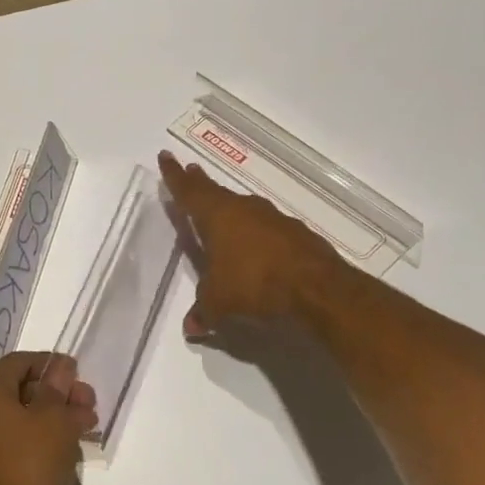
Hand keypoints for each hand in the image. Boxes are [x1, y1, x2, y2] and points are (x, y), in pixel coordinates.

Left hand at [0, 352, 95, 484]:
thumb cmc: (31, 464)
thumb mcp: (54, 420)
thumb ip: (59, 388)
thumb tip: (61, 368)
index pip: (19, 362)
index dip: (51, 364)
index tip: (79, 374)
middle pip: (18, 388)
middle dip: (56, 392)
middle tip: (88, 403)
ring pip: (17, 414)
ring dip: (51, 414)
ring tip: (84, 425)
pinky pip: (11, 437)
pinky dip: (36, 434)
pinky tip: (65, 444)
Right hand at [159, 150, 347, 335]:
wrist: (317, 289)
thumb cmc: (253, 284)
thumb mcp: (218, 302)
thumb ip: (203, 311)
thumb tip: (192, 328)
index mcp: (216, 216)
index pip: (189, 191)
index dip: (174, 176)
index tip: (166, 156)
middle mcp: (243, 209)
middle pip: (215, 192)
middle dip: (200, 183)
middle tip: (191, 171)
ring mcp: (273, 219)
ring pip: (243, 208)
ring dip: (229, 208)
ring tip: (220, 212)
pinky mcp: (296, 234)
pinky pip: (266, 227)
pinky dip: (255, 232)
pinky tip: (255, 246)